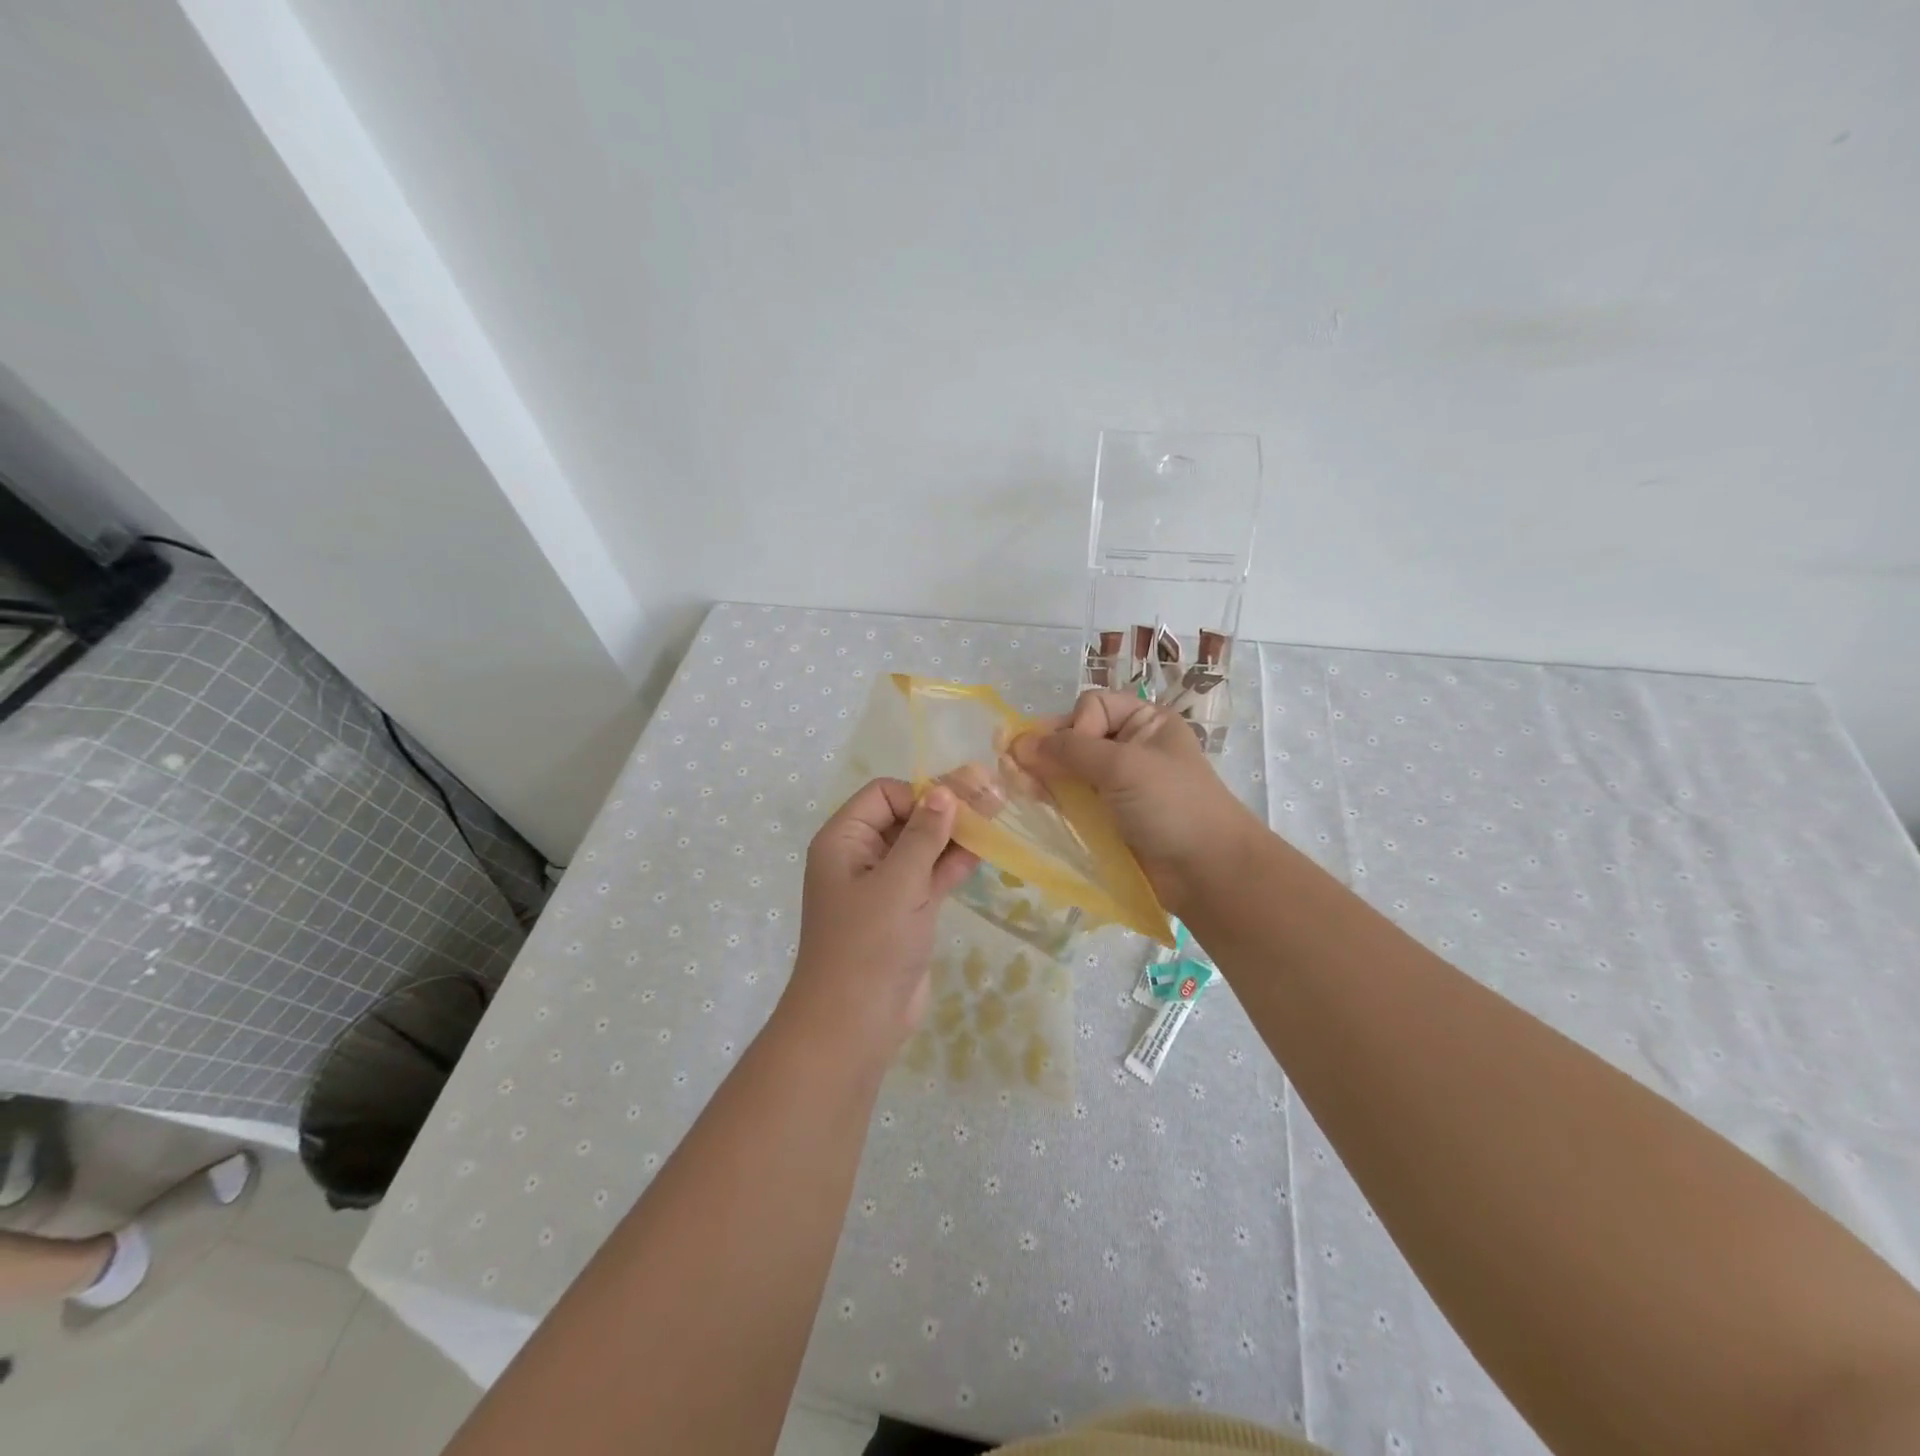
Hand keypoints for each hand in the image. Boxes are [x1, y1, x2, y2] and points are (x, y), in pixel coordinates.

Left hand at [780, 779, 978, 1064]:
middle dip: (944, 811)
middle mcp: (860, 857)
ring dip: (953, 837)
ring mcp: (882, 887)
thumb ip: (924, 835)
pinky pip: (928, 877)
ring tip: (995, 820)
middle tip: (991, 800)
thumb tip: (944, 791)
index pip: (884, 795)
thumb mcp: (899, 882)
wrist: (854, 1023)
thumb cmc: (870, 943)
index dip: (920, 794)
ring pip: (921, 849)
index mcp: (844, 840)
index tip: (957, 806)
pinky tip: (982, 853)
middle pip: (905, 818)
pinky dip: (951, 865)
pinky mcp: (903, 912)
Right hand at [1012, 690, 1263, 917]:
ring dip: (1043, 775)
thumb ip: (1069, 751)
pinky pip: (1071, 798)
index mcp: (1145, 722)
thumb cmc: (1171, 805)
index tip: (1072, 755)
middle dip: (1048, 751)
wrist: (1206, 872)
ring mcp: (1117, 784)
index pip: (1092, 706)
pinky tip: (1032, 800)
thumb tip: (1017, 743)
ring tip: (1018, 786)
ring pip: (1068, 769)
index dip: (1075, 726)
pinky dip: (1051, 797)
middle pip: (1075, 736)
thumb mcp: (1123, 766)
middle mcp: (1130, 747)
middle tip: (1018, 769)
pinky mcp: (1106, 817)